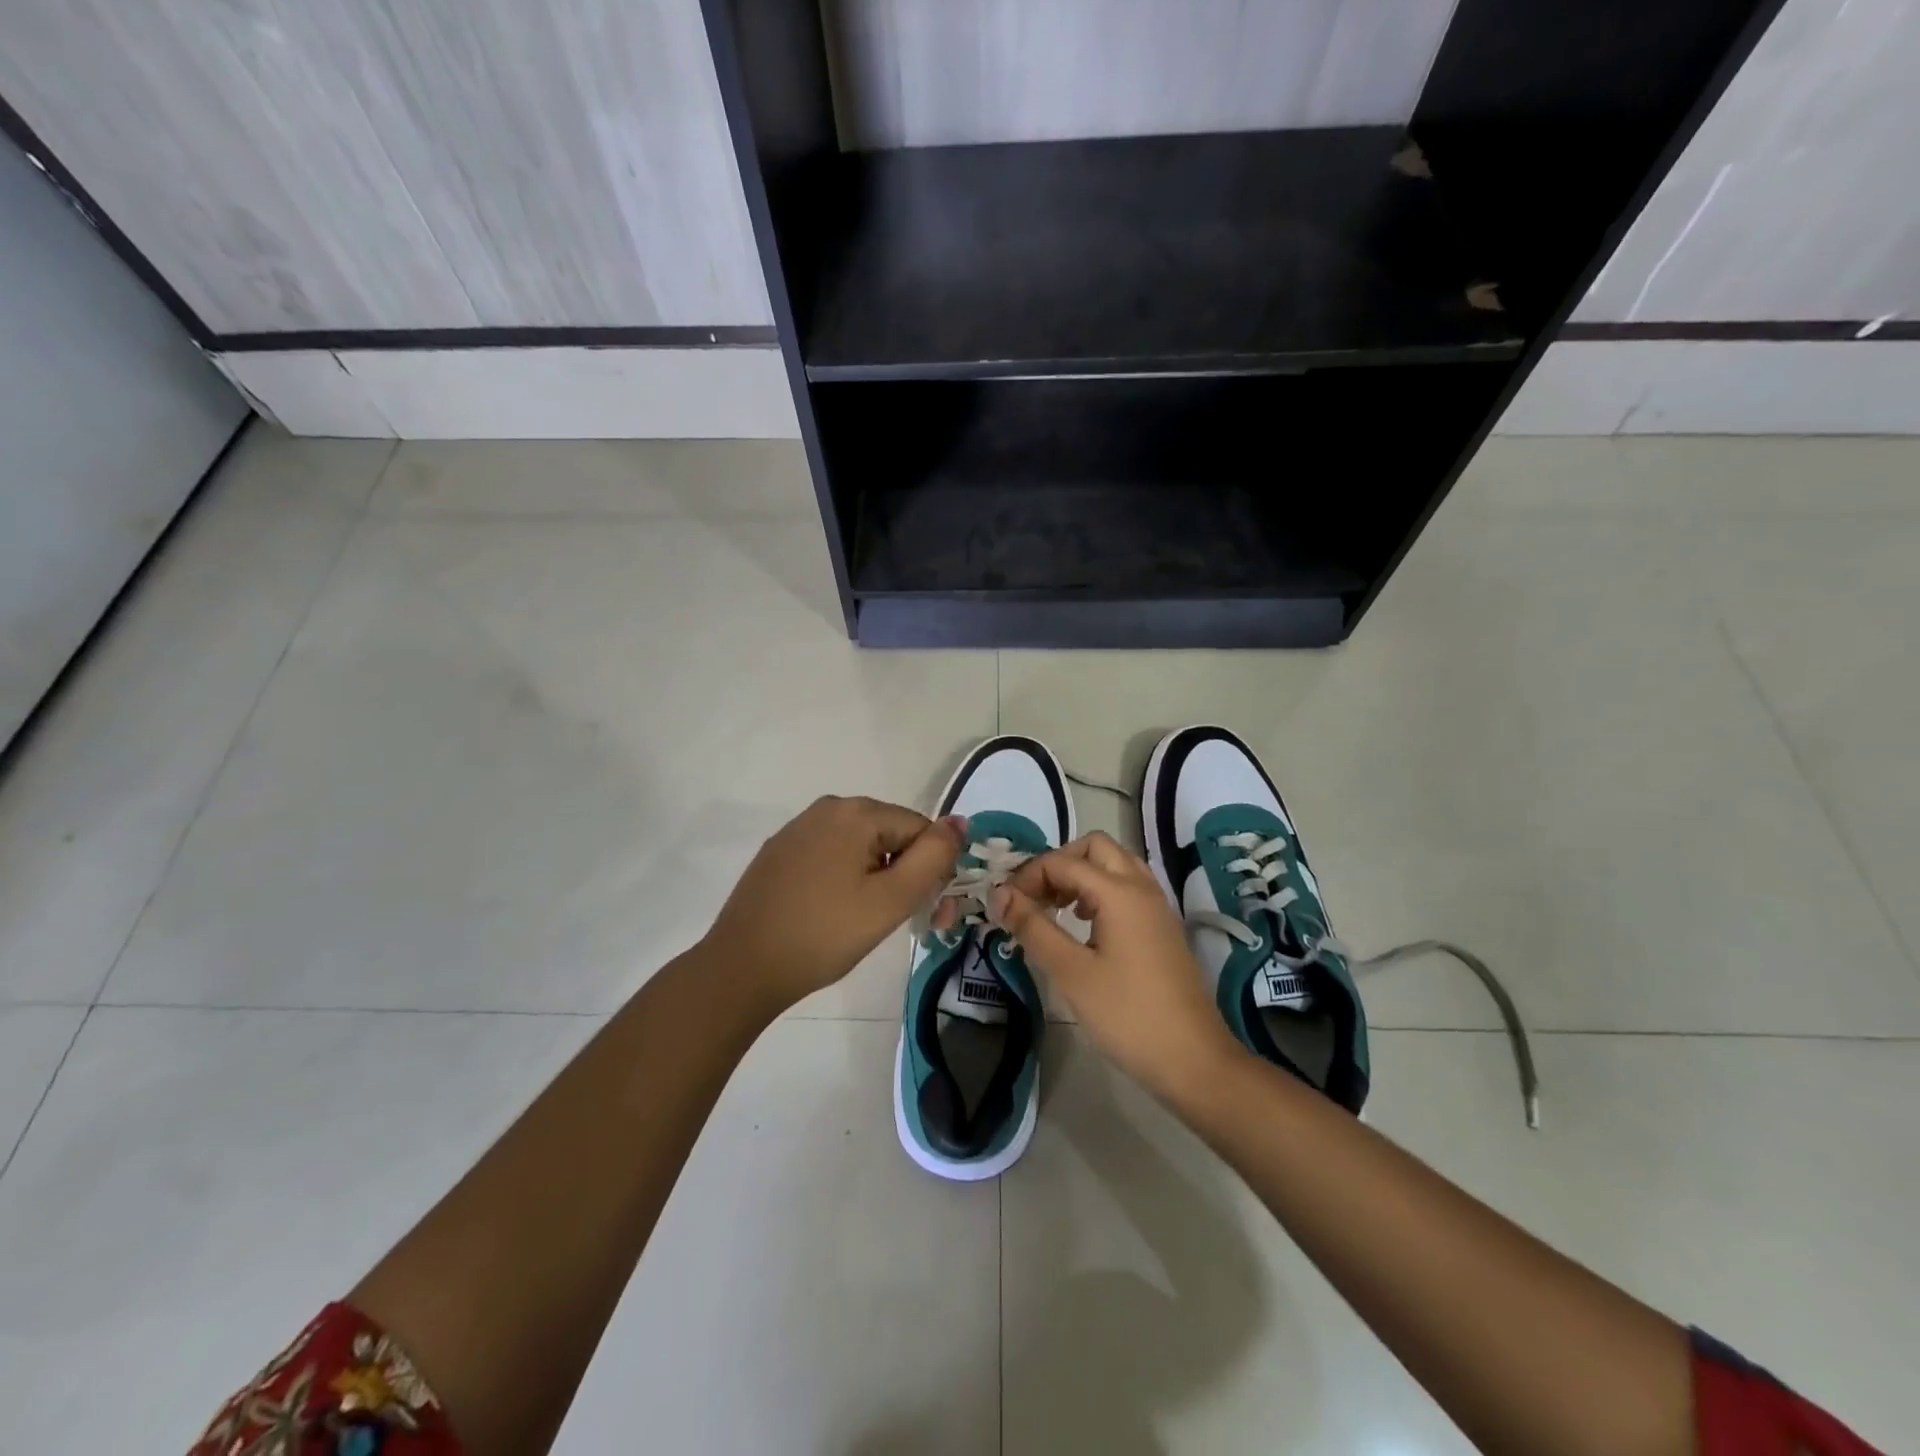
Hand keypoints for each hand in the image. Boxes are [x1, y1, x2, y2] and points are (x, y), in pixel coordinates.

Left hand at [704, 796, 965, 1013]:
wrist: (742, 968)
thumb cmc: (824, 934)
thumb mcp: (891, 900)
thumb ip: (933, 858)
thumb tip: (960, 822)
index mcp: (855, 811)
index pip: (920, 829)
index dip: (931, 869)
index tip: (927, 911)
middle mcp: (826, 808)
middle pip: (890, 833)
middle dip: (904, 872)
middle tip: (900, 921)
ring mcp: (798, 829)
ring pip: (860, 846)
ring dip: (876, 877)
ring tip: (865, 922)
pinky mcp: (779, 853)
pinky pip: (830, 855)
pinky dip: (844, 879)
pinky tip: (833, 913)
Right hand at [992, 832, 1245, 1099]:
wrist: (1193, 1059)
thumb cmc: (1127, 1015)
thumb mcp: (1071, 972)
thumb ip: (1033, 927)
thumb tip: (999, 894)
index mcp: (1119, 892)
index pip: (1062, 862)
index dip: (1027, 877)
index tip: (1004, 907)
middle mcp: (1141, 887)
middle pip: (1094, 848)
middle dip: (1058, 863)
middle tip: (1035, 898)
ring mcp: (1156, 906)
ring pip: (1114, 865)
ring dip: (1081, 875)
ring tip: (1056, 909)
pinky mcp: (1162, 927)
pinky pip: (1127, 888)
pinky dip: (1100, 892)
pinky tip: (1084, 927)